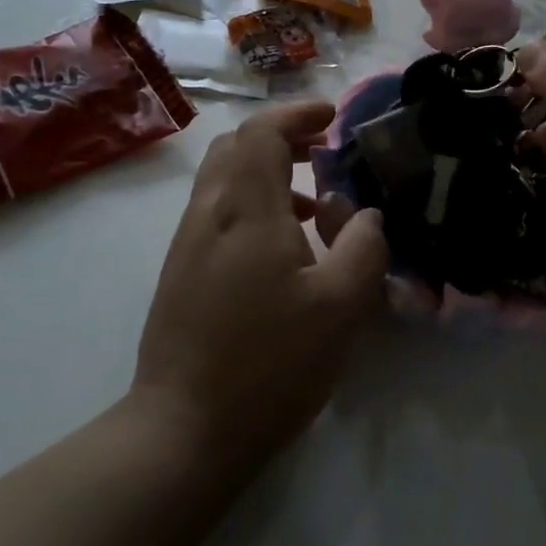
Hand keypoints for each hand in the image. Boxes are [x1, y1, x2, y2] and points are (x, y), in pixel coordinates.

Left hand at [132, 101, 388, 473]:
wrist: (184, 431)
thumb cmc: (270, 363)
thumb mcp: (341, 306)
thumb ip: (363, 246)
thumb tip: (364, 214)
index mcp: (245, 210)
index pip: (261, 132)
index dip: (297, 114)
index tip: (332, 118)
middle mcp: (209, 214)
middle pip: (236, 147)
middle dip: (281, 137)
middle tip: (323, 152)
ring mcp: (188, 244)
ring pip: (223, 180)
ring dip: (266, 172)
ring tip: (311, 205)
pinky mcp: (180, 273)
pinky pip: (216, 212)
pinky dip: (251, 204)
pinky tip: (282, 249)